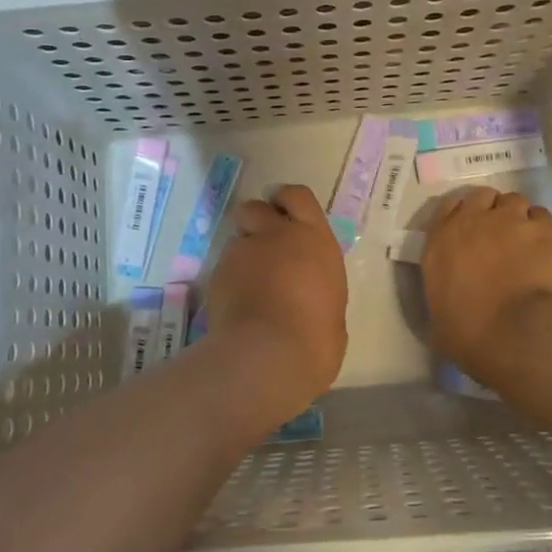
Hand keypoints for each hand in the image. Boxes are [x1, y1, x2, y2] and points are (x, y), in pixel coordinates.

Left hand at [204, 185, 348, 426]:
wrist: (269, 354)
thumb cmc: (316, 337)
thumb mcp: (333, 310)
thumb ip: (319, 292)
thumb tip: (314, 302)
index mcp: (315, 240)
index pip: (298, 196)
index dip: (287, 201)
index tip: (284, 214)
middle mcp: (277, 236)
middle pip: (255, 208)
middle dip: (255, 222)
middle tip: (261, 247)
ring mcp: (243, 252)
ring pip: (236, 239)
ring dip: (241, 255)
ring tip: (247, 286)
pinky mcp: (218, 273)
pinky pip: (223, 268)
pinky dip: (228, 281)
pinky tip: (235, 306)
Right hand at [422, 188, 551, 395]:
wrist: (518, 334)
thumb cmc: (470, 334)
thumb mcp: (440, 318)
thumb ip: (444, 295)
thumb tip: (452, 302)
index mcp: (440, 242)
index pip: (447, 209)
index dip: (461, 215)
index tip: (469, 230)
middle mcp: (472, 222)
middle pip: (481, 197)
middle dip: (490, 209)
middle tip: (498, 232)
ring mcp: (510, 220)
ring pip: (514, 201)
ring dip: (517, 216)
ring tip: (525, 239)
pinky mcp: (544, 229)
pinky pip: (542, 216)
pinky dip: (541, 227)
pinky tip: (545, 248)